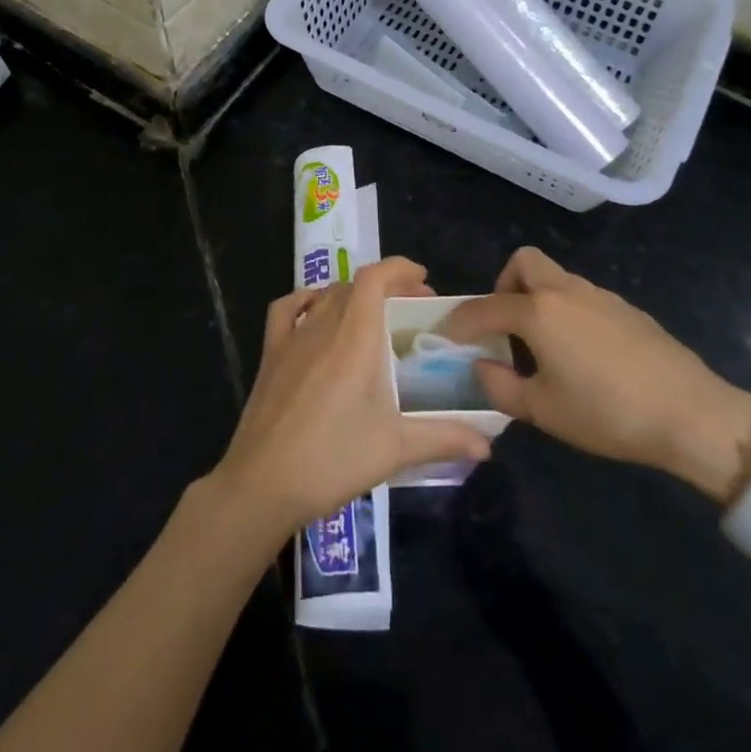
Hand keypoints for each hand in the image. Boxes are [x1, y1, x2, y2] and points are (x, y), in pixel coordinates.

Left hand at [211, 257, 494, 540]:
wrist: (263, 483)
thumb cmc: (333, 460)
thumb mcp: (395, 449)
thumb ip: (444, 438)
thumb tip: (488, 444)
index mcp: (355, 338)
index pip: (374, 278)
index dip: (399, 268)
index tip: (424, 280)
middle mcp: (323, 326)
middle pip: (354, 284)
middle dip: (386, 286)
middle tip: (411, 310)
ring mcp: (292, 337)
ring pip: (326, 295)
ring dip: (353, 295)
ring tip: (373, 315)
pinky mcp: (270, 354)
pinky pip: (287, 310)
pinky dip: (306, 300)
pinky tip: (317, 314)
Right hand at [440, 248, 750, 501]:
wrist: (692, 414)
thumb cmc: (607, 413)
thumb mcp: (543, 410)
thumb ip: (500, 387)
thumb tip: (481, 367)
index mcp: (538, 312)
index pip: (485, 307)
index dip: (461, 321)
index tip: (448, 336)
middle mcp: (566, 291)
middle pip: (525, 262)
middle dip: (504, 285)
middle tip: (504, 324)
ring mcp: (600, 296)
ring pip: (557, 278)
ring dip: (538, 298)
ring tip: (543, 345)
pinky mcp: (628, 309)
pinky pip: (583, 297)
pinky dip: (568, 312)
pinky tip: (582, 353)